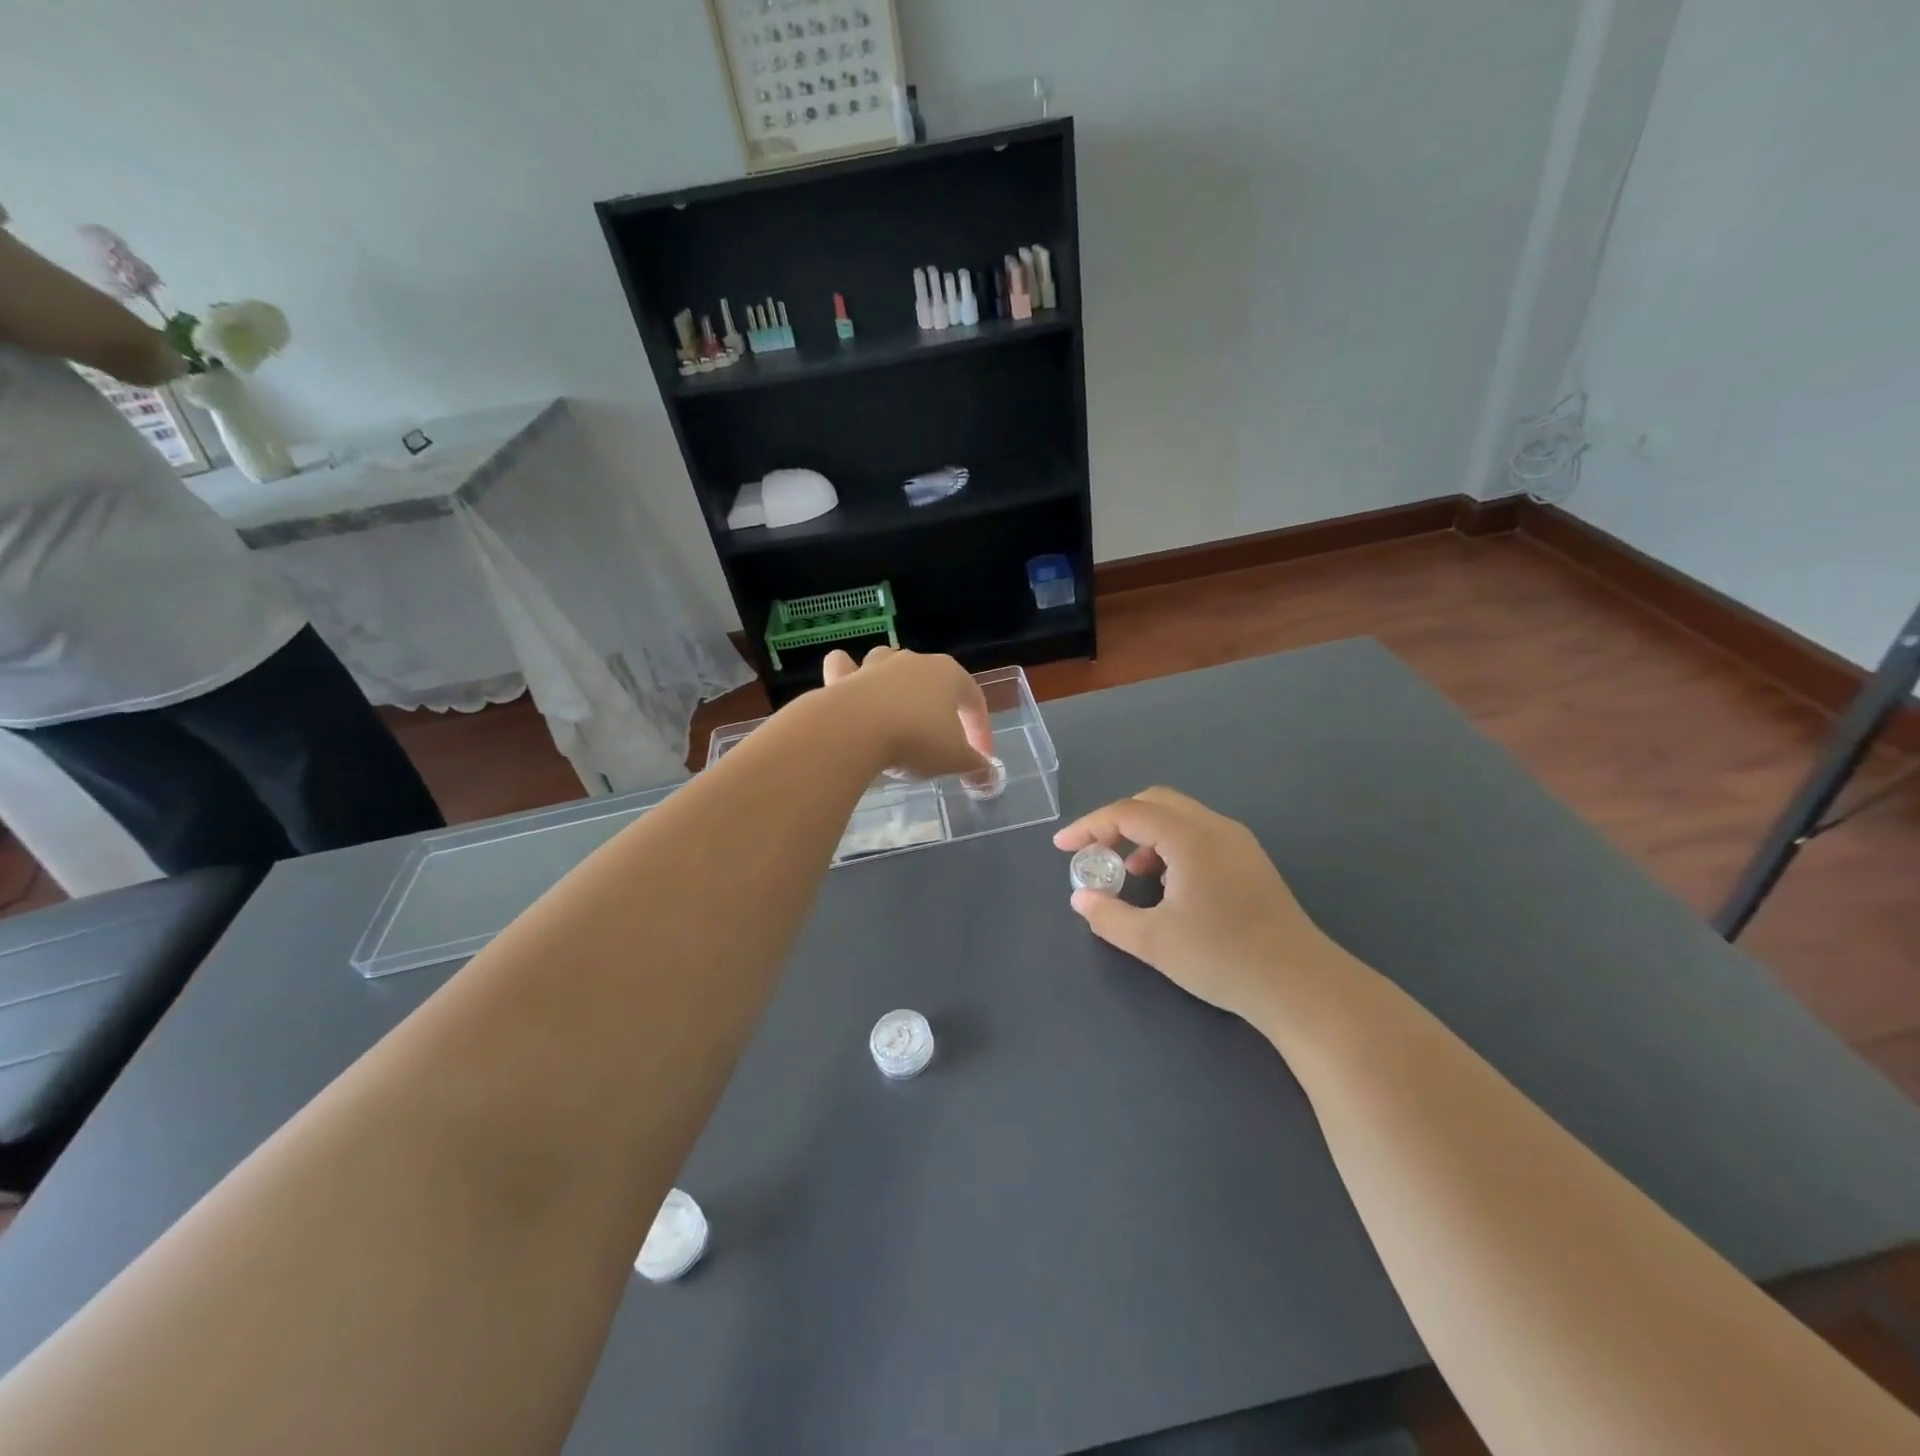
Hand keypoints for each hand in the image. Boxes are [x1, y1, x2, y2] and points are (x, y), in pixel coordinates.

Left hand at [821, 646, 995, 779]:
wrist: (854, 731)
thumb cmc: (916, 739)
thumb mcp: (955, 760)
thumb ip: (976, 767)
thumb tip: (992, 779)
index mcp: (949, 674)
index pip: (974, 700)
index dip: (981, 731)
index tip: (980, 760)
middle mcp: (913, 661)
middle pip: (933, 681)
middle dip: (939, 709)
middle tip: (939, 742)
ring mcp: (875, 666)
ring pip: (890, 665)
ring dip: (895, 684)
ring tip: (897, 712)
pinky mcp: (842, 677)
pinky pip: (845, 667)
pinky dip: (847, 674)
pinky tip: (850, 691)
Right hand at [1052, 787, 1350, 1024]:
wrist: (1301, 985)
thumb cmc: (1222, 957)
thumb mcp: (1153, 941)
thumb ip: (1109, 916)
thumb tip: (1081, 898)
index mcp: (1190, 837)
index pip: (1128, 812)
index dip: (1090, 826)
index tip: (1063, 848)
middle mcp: (1215, 827)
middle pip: (1155, 802)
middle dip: (1117, 823)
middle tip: (1095, 853)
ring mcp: (1238, 843)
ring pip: (1180, 818)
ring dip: (1146, 835)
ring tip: (1130, 874)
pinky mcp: (1251, 862)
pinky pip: (1199, 835)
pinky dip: (1170, 847)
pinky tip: (1168, 886)